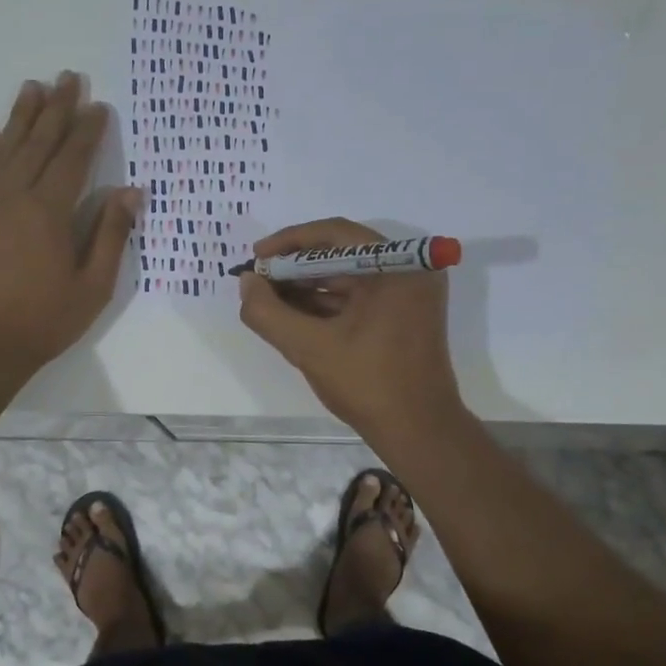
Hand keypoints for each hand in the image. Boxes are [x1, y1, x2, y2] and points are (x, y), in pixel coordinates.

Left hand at [0, 72, 143, 376]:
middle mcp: (15, 196)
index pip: (74, 159)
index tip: (100, 106)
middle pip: (39, 143)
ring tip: (33, 87)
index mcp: (51, 212)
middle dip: (57, 109)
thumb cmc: (44, 320)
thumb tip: (130, 192)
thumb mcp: (93, 286)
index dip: (89, 131)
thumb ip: (111, 235)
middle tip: (68, 78)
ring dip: (20, 117)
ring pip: (4, 150)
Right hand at [239, 218, 465, 438]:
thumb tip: (246, 282)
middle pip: (340, 254)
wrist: (419, 431)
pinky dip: (325, 304)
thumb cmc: (369, 384)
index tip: (256, 259)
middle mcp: (408, 270)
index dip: (289, 242)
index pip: (335, 234)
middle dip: (295, 268)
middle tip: (258, 281)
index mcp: (396, 266)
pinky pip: (358, 298)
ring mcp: (408, 294)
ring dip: (306, 287)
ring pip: (347, 277)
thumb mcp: (309, 348)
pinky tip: (292, 315)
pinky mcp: (403, 315)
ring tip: (267, 300)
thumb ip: (268, 313)